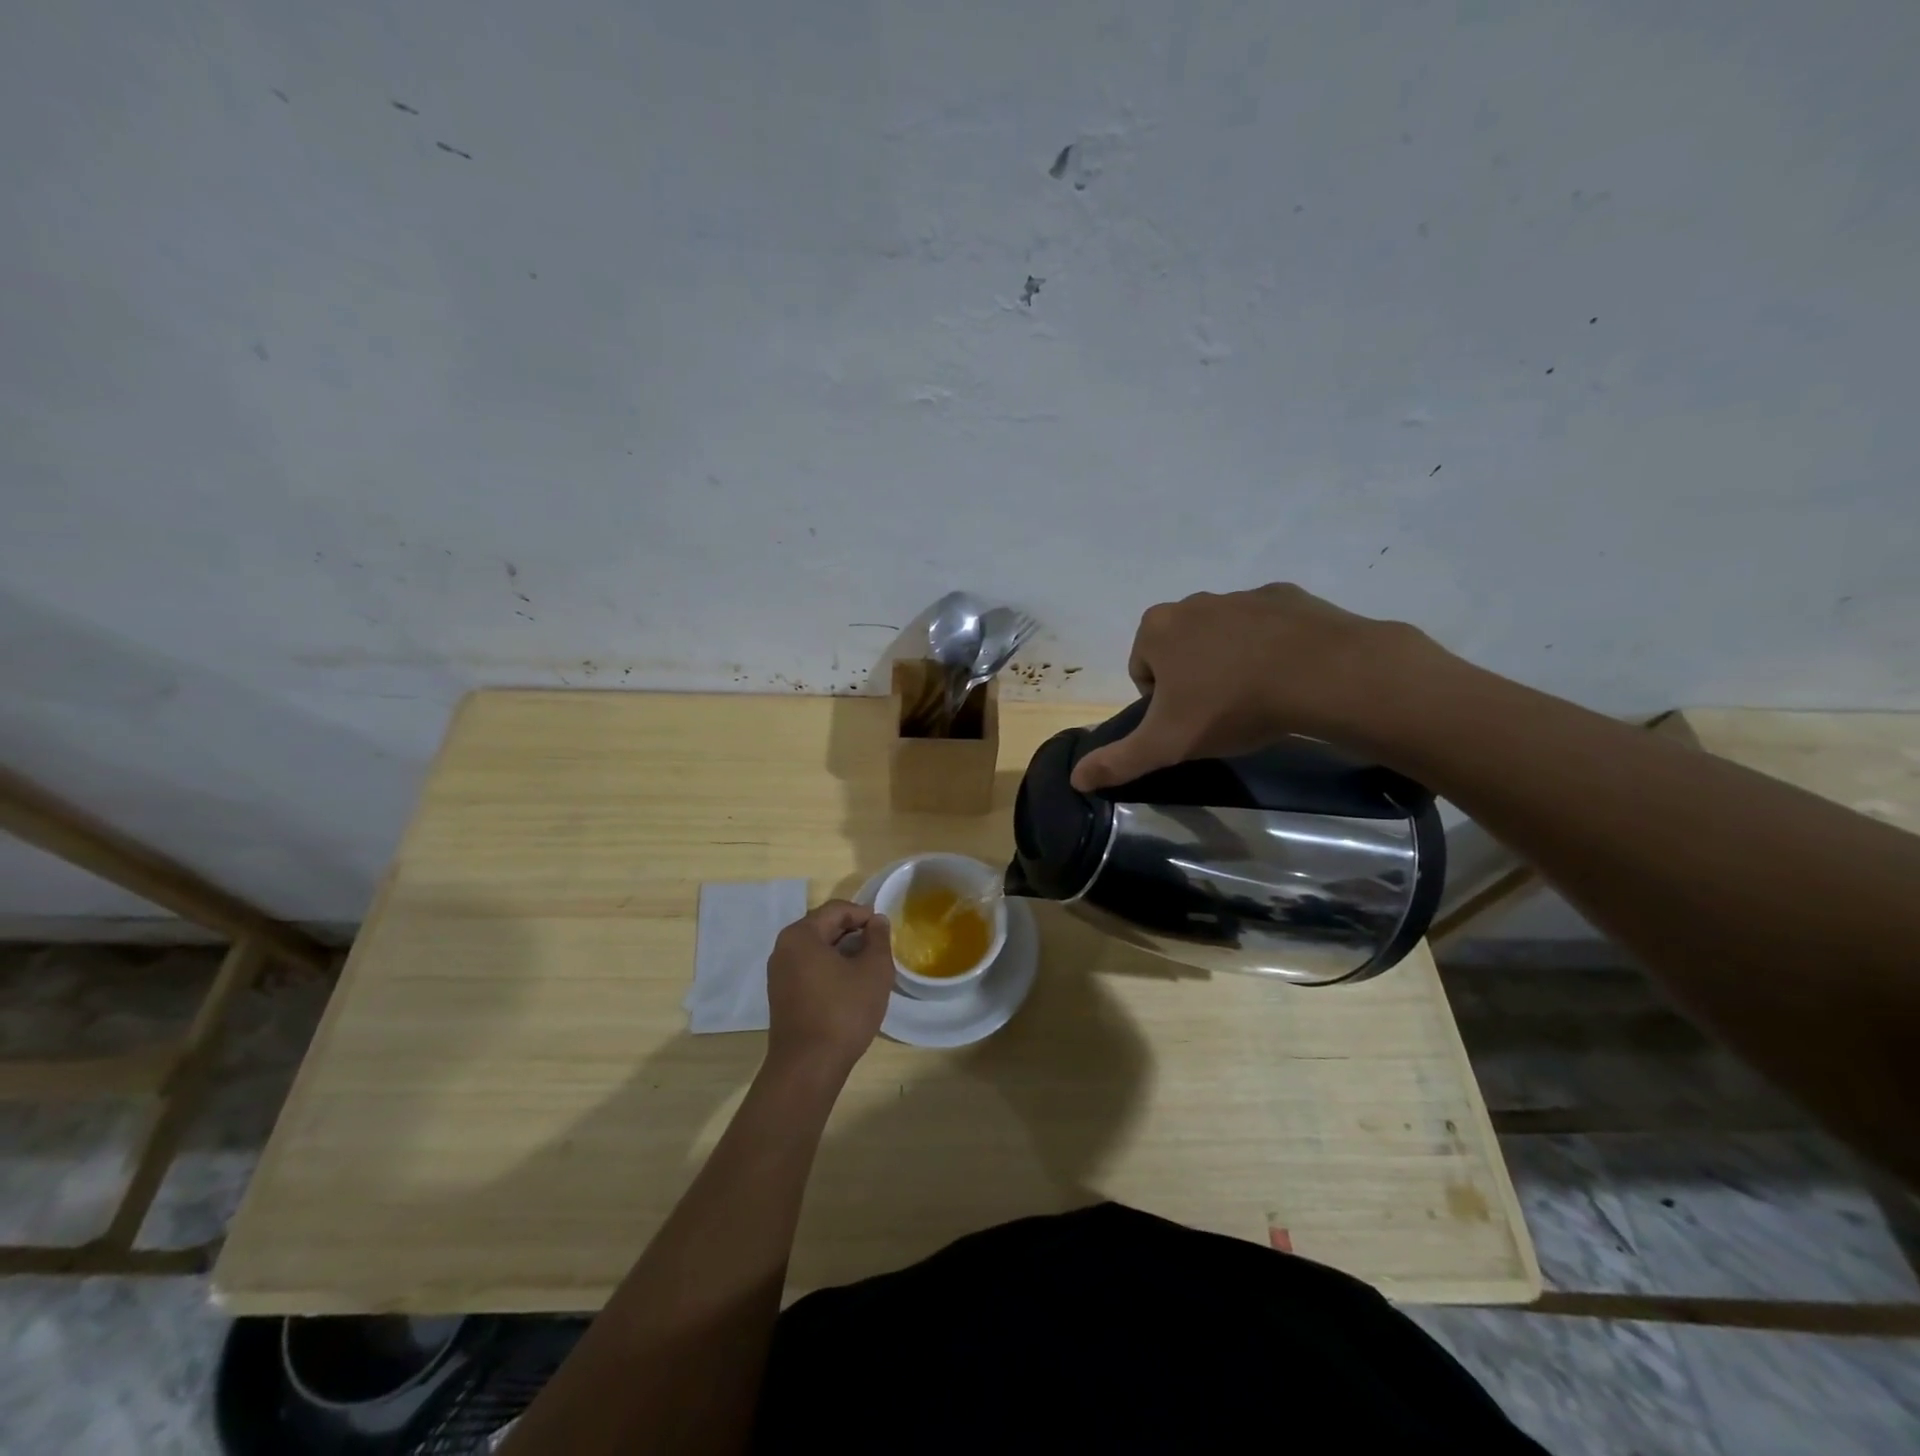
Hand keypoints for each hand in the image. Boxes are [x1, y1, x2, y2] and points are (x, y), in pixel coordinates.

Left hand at [764, 900, 894, 1077]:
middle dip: (853, 933)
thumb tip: (877, 921)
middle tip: (879, 948)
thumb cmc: (843, 1012)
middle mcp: (783, 948)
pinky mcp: (781, 995)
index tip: (885, 930)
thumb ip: (878, 939)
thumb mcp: (874, 971)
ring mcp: (779, 973)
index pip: (836, 910)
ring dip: (842, 951)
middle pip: (823, 927)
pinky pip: (808, 968)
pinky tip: (849, 986)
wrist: (808, 1067)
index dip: (864, 915)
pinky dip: (829, 968)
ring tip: (867, 966)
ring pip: (816, 949)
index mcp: (801, 935)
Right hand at [1071, 584, 1437, 791]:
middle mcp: (1192, 602)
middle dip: (1193, 679)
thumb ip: (1118, 761)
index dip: (1161, 703)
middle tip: (1221, 712)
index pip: (1142, 670)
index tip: (1189, 722)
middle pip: (1180, 650)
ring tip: (1258, 696)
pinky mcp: (1285, 596)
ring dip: (1230, 662)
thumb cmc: (1231, 705)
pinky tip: (1288, 675)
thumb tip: (1075, 779)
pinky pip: (1265, 626)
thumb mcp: (1167, 744)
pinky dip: (1269, 647)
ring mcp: (1241, 595)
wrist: (1322, 673)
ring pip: (1222, 636)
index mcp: (1157, 629)